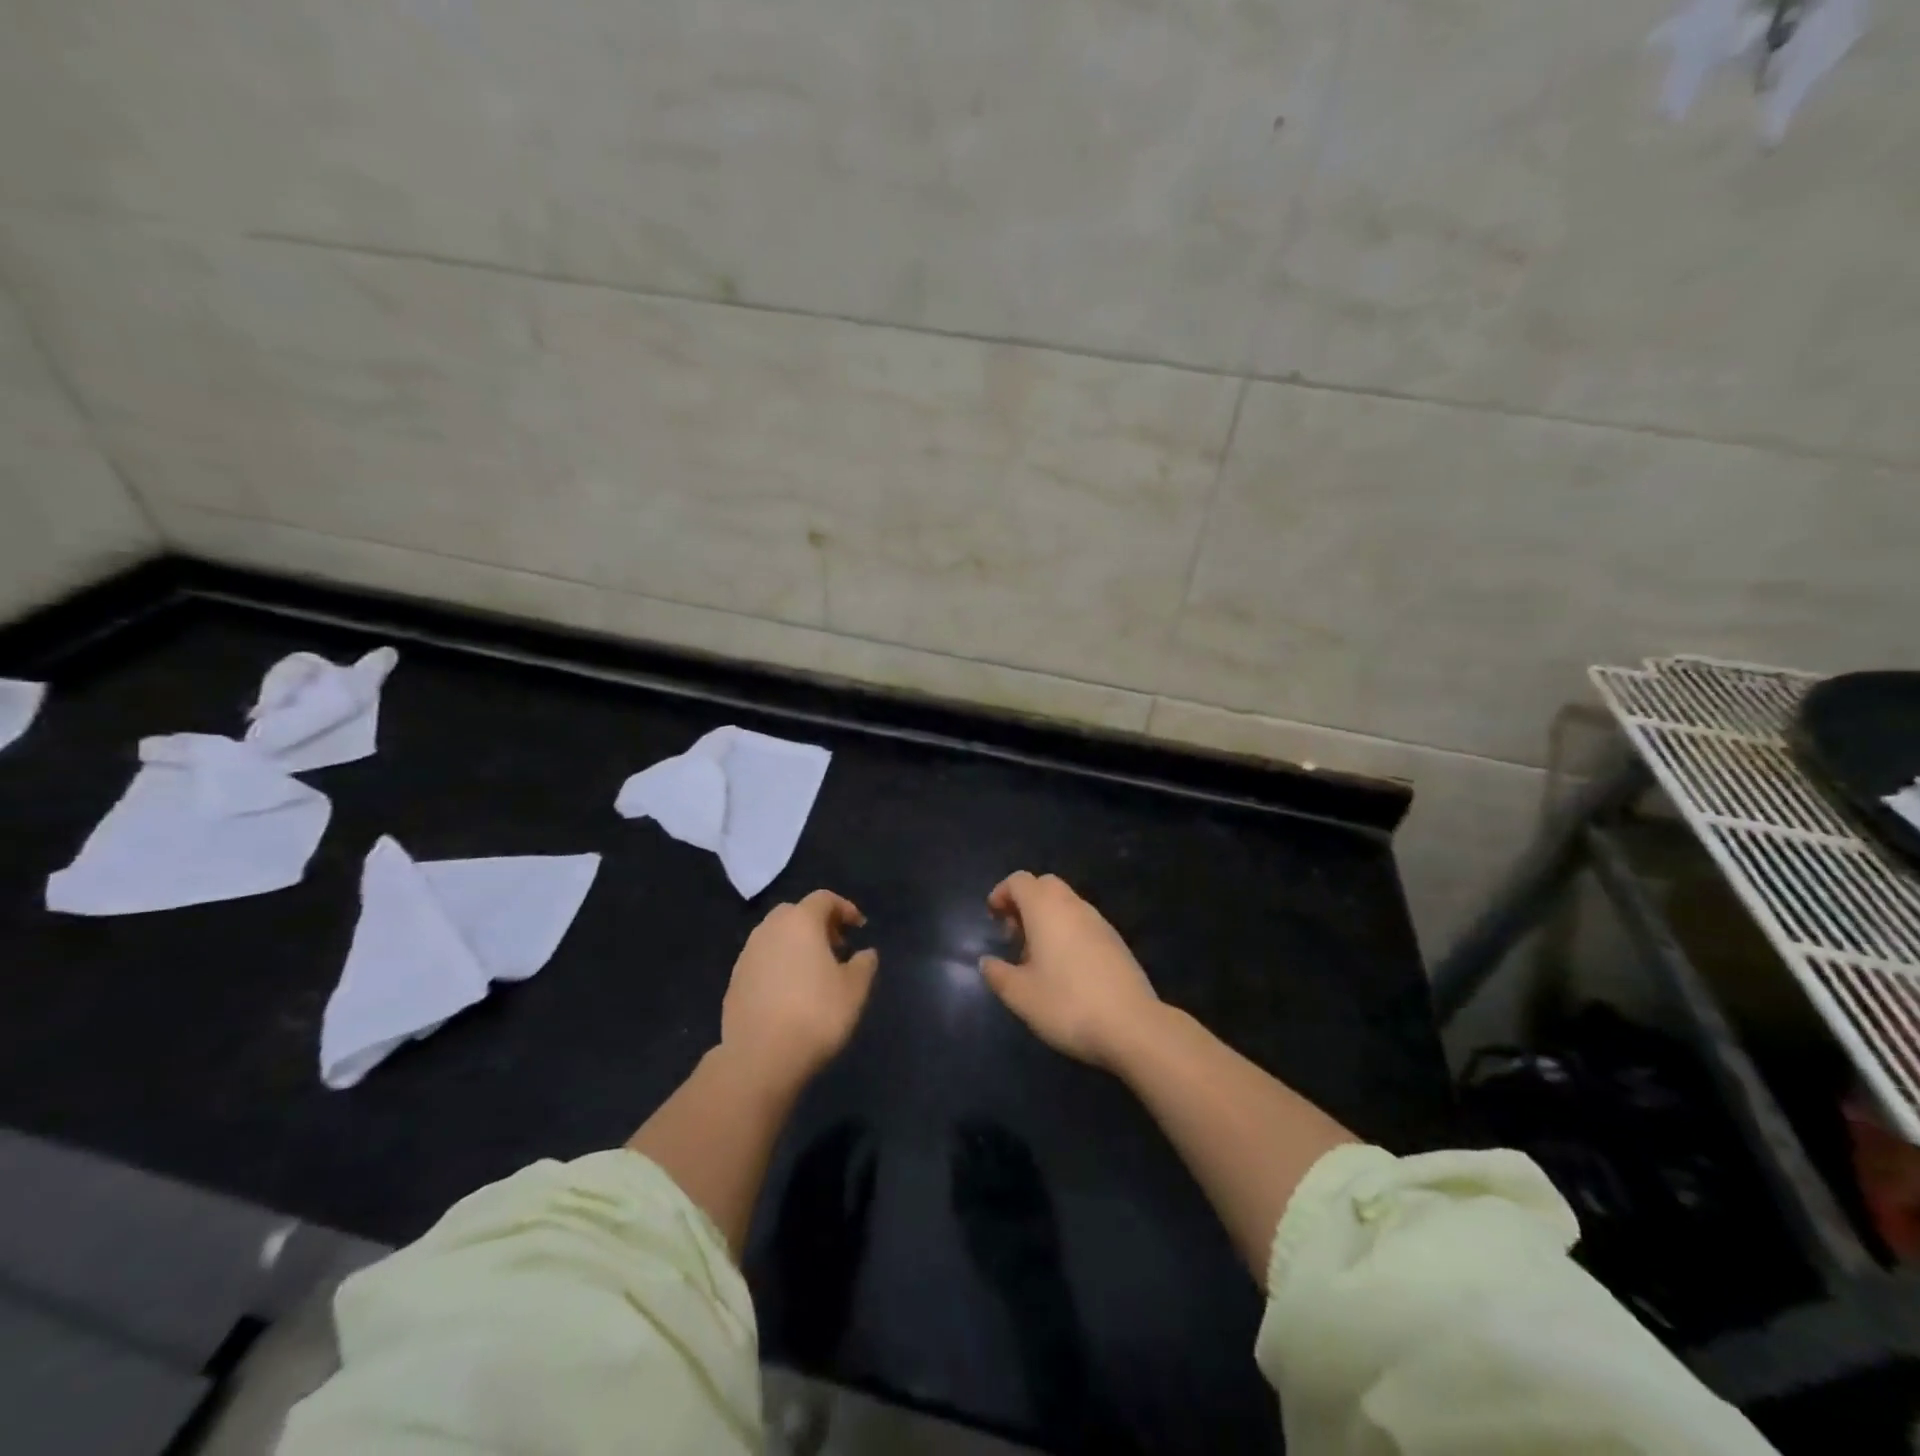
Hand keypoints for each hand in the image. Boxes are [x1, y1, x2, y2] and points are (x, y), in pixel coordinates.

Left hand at [722, 891, 878, 1089]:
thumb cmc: (816, 1014)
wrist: (760, 1057)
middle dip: (818, 924)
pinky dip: (778, 965)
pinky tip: (790, 993)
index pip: (824, 899)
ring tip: (814, 972)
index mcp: (801, 922)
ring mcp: (747, 955)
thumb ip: (864, 964)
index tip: (859, 927)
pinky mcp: (734, 981)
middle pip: (796, 913)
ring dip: (796, 944)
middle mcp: (770, 929)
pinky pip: (762, 960)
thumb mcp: (855, 990)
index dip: (845, 908)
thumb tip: (865, 953)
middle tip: (837, 947)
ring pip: (775, 936)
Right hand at [979, 872, 1161, 1070]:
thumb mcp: (1020, 995)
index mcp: (1046, 909)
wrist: (1132, 1026)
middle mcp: (1073, 906)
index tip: (993, 918)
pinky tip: (1065, 969)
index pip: (1019, 881)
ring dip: (1047, 918)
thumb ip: (998, 974)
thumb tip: (987, 962)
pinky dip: (1067, 932)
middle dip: (1025, 902)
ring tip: (1036, 957)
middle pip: (1045, 886)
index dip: (1001, 893)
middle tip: (1014, 935)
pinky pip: (1083, 923)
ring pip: (1066, 904)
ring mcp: (1099, 922)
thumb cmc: (1067, 1004)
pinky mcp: (1116, 941)